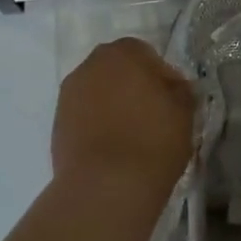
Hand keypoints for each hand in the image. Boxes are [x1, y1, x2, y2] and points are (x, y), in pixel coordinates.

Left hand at [53, 38, 195, 200]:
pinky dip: (96, 127)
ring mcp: (68, 95)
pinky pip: (84, 117)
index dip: (161, 78)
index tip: (171, 103)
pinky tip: (111, 151)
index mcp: (122, 52)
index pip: (146, 54)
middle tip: (152, 117)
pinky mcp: (56, 125)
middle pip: (117, 71)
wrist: (105, 187)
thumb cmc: (152, 140)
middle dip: (132, 88)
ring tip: (130, 138)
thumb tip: (173, 88)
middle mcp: (90, 65)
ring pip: (98, 93)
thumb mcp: (184, 112)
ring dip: (112, 107)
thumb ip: (180, 90)